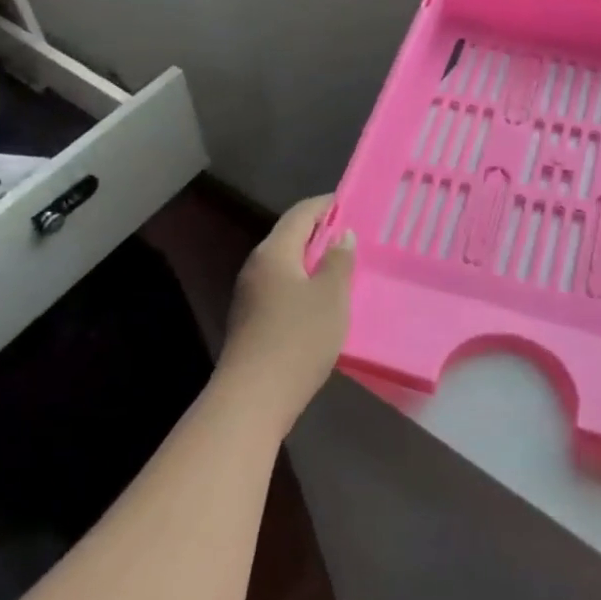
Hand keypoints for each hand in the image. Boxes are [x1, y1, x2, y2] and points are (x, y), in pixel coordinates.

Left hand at [216, 196, 355, 430]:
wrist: (253, 397)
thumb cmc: (298, 338)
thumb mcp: (331, 297)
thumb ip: (339, 261)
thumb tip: (342, 236)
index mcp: (274, 252)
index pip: (300, 214)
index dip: (325, 205)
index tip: (348, 202)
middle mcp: (256, 266)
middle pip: (289, 237)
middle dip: (319, 233)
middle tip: (351, 236)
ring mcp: (249, 295)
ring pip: (284, 265)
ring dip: (311, 261)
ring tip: (341, 267)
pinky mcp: (251, 321)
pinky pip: (280, 288)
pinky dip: (302, 284)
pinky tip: (320, 301)